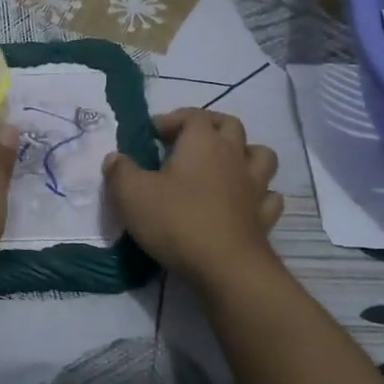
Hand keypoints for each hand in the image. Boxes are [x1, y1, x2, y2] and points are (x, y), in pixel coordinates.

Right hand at [103, 109, 282, 286]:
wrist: (225, 268)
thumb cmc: (176, 221)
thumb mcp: (132, 194)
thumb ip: (120, 171)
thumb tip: (115, 158)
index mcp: (202, 143)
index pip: (192, 115)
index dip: (173, 119)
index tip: (153, 133)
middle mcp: (233, 156)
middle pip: (230, 125)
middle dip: (210, 125)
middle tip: (188, 140)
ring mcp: (255, 186)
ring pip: (260, 155)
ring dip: (244, 153)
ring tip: (224, 165)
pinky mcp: (264, 217)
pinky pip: (268, 196)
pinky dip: (259, 194)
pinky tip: (244, 202)